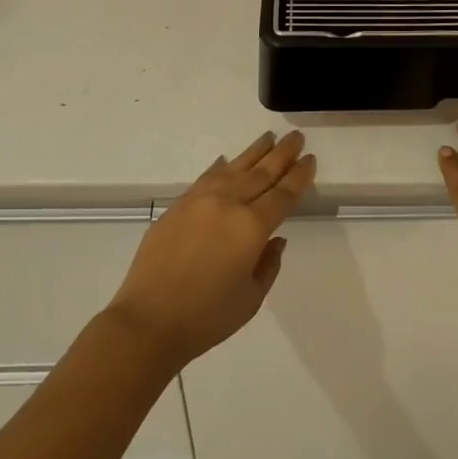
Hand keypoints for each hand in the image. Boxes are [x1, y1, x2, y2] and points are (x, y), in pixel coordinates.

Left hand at [107, 130, 315, 371]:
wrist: (148, 321)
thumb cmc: (206, 317)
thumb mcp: (251, 299)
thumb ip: (268, 264)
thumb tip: (275, 238)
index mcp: (252, 227)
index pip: (283, 194)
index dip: (298, 176)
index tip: (309, 159)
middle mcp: (229, 203)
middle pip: (262, 172)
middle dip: (282, 154)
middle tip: (296, 137)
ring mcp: (201, 200)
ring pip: (235, 168)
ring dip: (255, 152)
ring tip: (269, 137)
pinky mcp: (178, 205)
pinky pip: (207, 177)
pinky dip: (221, 167)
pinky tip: (227, 160)